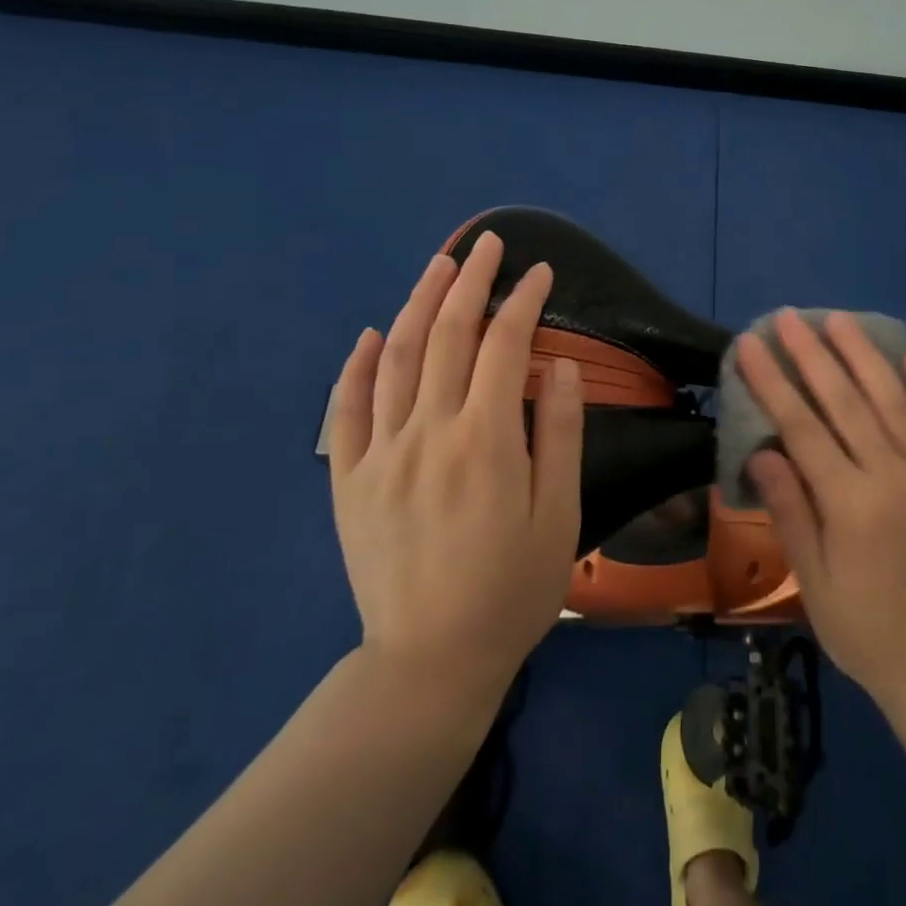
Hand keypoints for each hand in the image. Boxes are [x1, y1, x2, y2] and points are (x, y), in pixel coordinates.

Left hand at [326, 232, 583, 707]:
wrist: (430, 661)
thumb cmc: (511, 589)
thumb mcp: (559, 515)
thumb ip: (558, 433)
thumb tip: (558, 364)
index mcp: (485, 440)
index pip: (505, 345)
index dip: (525, 301)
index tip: (542, 272)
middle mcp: (428, 432)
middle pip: (446, 335)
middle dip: (472, 281)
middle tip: (488, 244)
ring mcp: (379, 453)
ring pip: (395, 358)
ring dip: (418, 303)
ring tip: (440, 266)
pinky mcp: (348, 480)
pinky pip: (346, 410)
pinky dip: (356, 365)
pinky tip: (370, 334)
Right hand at [737, 310, 905, 709]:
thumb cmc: (864, 630)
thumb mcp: (814, 582)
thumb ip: (791, 511)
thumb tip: (763, 451)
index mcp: (852, 505)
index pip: (803, 429)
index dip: (773, 383)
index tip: (750, 345)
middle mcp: (894, 478)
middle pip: (847, 402)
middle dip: (812, 355)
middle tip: (788, 317)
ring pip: (893, 402)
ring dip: (863, 356)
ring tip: (839, 320)